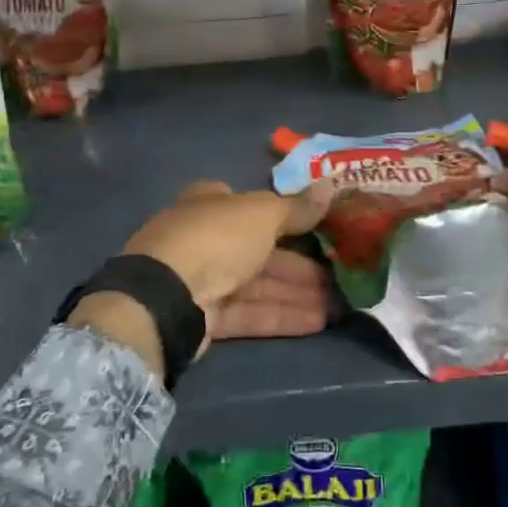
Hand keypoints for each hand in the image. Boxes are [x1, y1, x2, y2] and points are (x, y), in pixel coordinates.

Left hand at [71, 180, 333, 377]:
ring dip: (298, 292)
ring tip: (340, 304)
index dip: (286, 214)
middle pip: (261, 249)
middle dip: (301, 262)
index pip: (253, 205)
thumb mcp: (263, 214)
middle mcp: (206, 237)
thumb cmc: (216, 238)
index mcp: (212, 203)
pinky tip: (318, 322)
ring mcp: (203, 279)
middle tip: (341, 273)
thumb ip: (298, 206)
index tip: (320, 227)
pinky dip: (282, 314)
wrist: (165, 297)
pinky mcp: (206, 316)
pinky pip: (251, 312)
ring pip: (259, 284)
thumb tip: (333, 184)